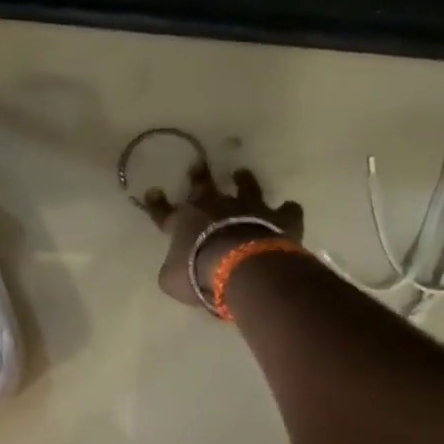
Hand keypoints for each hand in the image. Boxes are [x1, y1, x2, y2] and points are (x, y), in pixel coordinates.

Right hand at [143, 164, 304, 308]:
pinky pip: (286, 211)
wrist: (241, 267)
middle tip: (198, 163)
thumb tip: (175, 269)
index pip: (164, 212)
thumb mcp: (172, 280)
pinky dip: (287, 211)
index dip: (157, 204)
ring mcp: (248, 209)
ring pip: (246, 188)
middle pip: (203, 187)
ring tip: (242, 172)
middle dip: (198, 175)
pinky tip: (290, 210)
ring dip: (243, 180)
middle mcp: (215, 208)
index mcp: (184, 222)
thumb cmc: (198, 273)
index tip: (153, 191)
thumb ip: (172, 270)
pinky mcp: (277, 218)